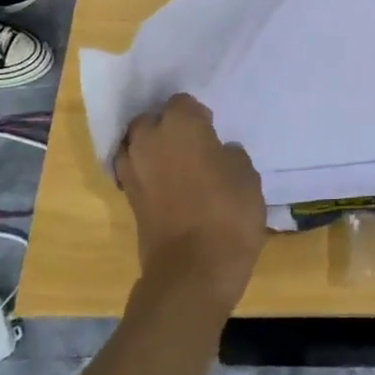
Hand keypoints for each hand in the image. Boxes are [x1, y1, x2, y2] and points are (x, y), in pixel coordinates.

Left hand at [116, 95, 266, 315]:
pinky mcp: (127, 198)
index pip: (183, 103)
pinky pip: (135, 172)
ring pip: (137, 145)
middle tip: (193, 148)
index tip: (212, 133)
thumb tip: (219, 154)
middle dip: (168, 129)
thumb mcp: (247, 177)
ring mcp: (132, 169)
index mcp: (180, 124)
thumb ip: (229, 155)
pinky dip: (147, 175)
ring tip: (177, 166)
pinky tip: (168, 187)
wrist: (193, 271)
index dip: (199, 117)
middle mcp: (149, 139)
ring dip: (153, 150)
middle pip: (152, 120)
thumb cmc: (228, 214)